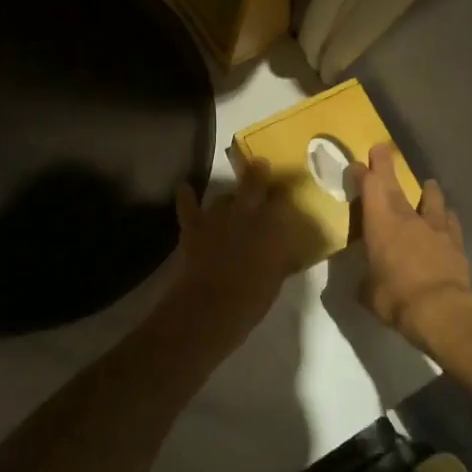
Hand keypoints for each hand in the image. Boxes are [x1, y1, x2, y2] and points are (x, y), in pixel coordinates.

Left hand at [154, 161, 320, 357]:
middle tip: (261, 165)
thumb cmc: (252, 297)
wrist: (212, 306)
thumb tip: (285, 252)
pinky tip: (184, 186)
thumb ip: (280, 258)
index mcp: (272, 226)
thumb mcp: (276, 277)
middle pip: (254, 182)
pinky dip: (186, 196)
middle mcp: (246, 213)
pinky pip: (188, 206)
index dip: (284, 193)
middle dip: (258, 173)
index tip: (288, 189)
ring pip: (223, 197)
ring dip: (228, 197)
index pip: (282, 200)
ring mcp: (218, 216)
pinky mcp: (195, 226)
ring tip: (231, 200)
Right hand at [348, 144, 471, 352]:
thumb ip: (365, 282)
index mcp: (380, 223)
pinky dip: (448, 218)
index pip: (368, 186)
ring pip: (432, 198)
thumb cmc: (396, 298)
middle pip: (395, 183)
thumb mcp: (368, 293)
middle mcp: (407, 217)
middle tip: (382, 147)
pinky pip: (452, 222)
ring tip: (428, 185)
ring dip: (427, 190)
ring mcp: (435, 227)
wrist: (442, 311)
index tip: (356, 166)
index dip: (361, 173)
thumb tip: (365, 283)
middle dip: (385, 164)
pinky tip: (449, 219)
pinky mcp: (456, 241)